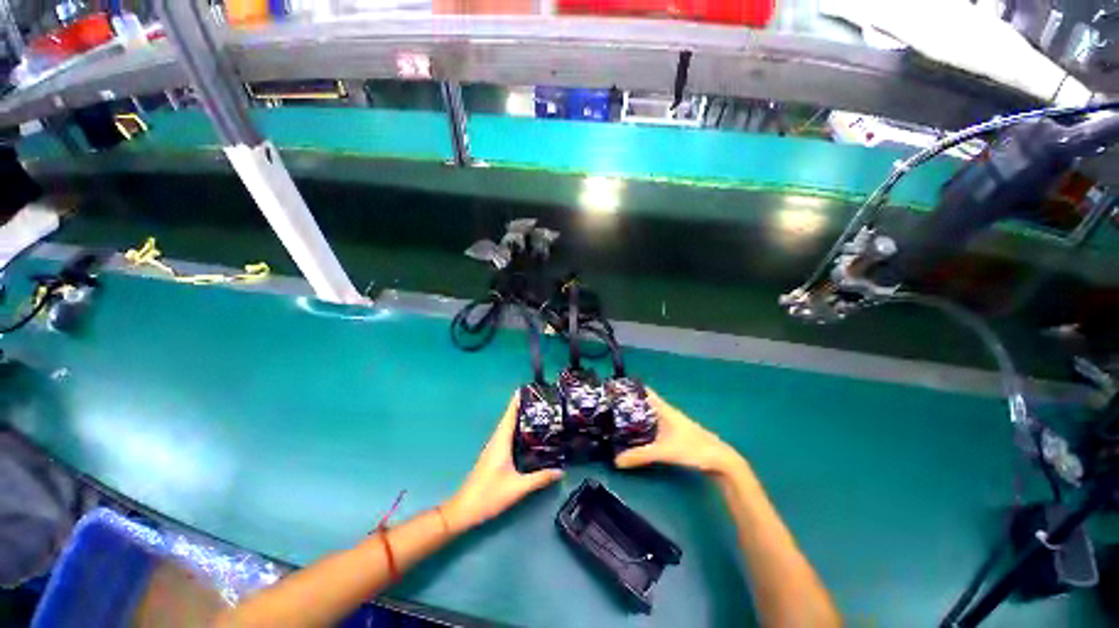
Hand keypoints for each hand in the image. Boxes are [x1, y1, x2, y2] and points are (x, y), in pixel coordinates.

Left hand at [444, 391, 562, 532]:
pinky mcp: (494, 455)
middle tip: (540, 399)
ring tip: (537, 412)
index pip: (510, 414)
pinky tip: (526, 434)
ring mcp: (494, 447)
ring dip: (519, 416)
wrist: (464, 510)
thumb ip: (539, 478)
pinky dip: (516, 428)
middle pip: (509, 417)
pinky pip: (507, 435)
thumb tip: (561, 471)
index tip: (528, 388)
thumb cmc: (489, 495)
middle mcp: (496, 440)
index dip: (517, 400)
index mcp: (501, 441)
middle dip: (522, 406)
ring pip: (508, 426)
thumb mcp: (517, 488)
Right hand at [615, 388, 742, 475]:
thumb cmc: (693, 448)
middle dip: (630, 405)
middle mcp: (667, 413)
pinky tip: (638, 436)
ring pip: (650, 415)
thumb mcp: (664, 451)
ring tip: (619, 421)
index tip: (615, 389)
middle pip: (645, 404)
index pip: (646, 392)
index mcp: (664, 409)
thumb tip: (616, 460)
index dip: (632, 388)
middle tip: (611, 408)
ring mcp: (672, 423)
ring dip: (637, 417)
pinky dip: (645, 427)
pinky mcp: (675, 435)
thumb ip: (640, 455)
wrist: (720, 460)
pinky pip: (655, 426)